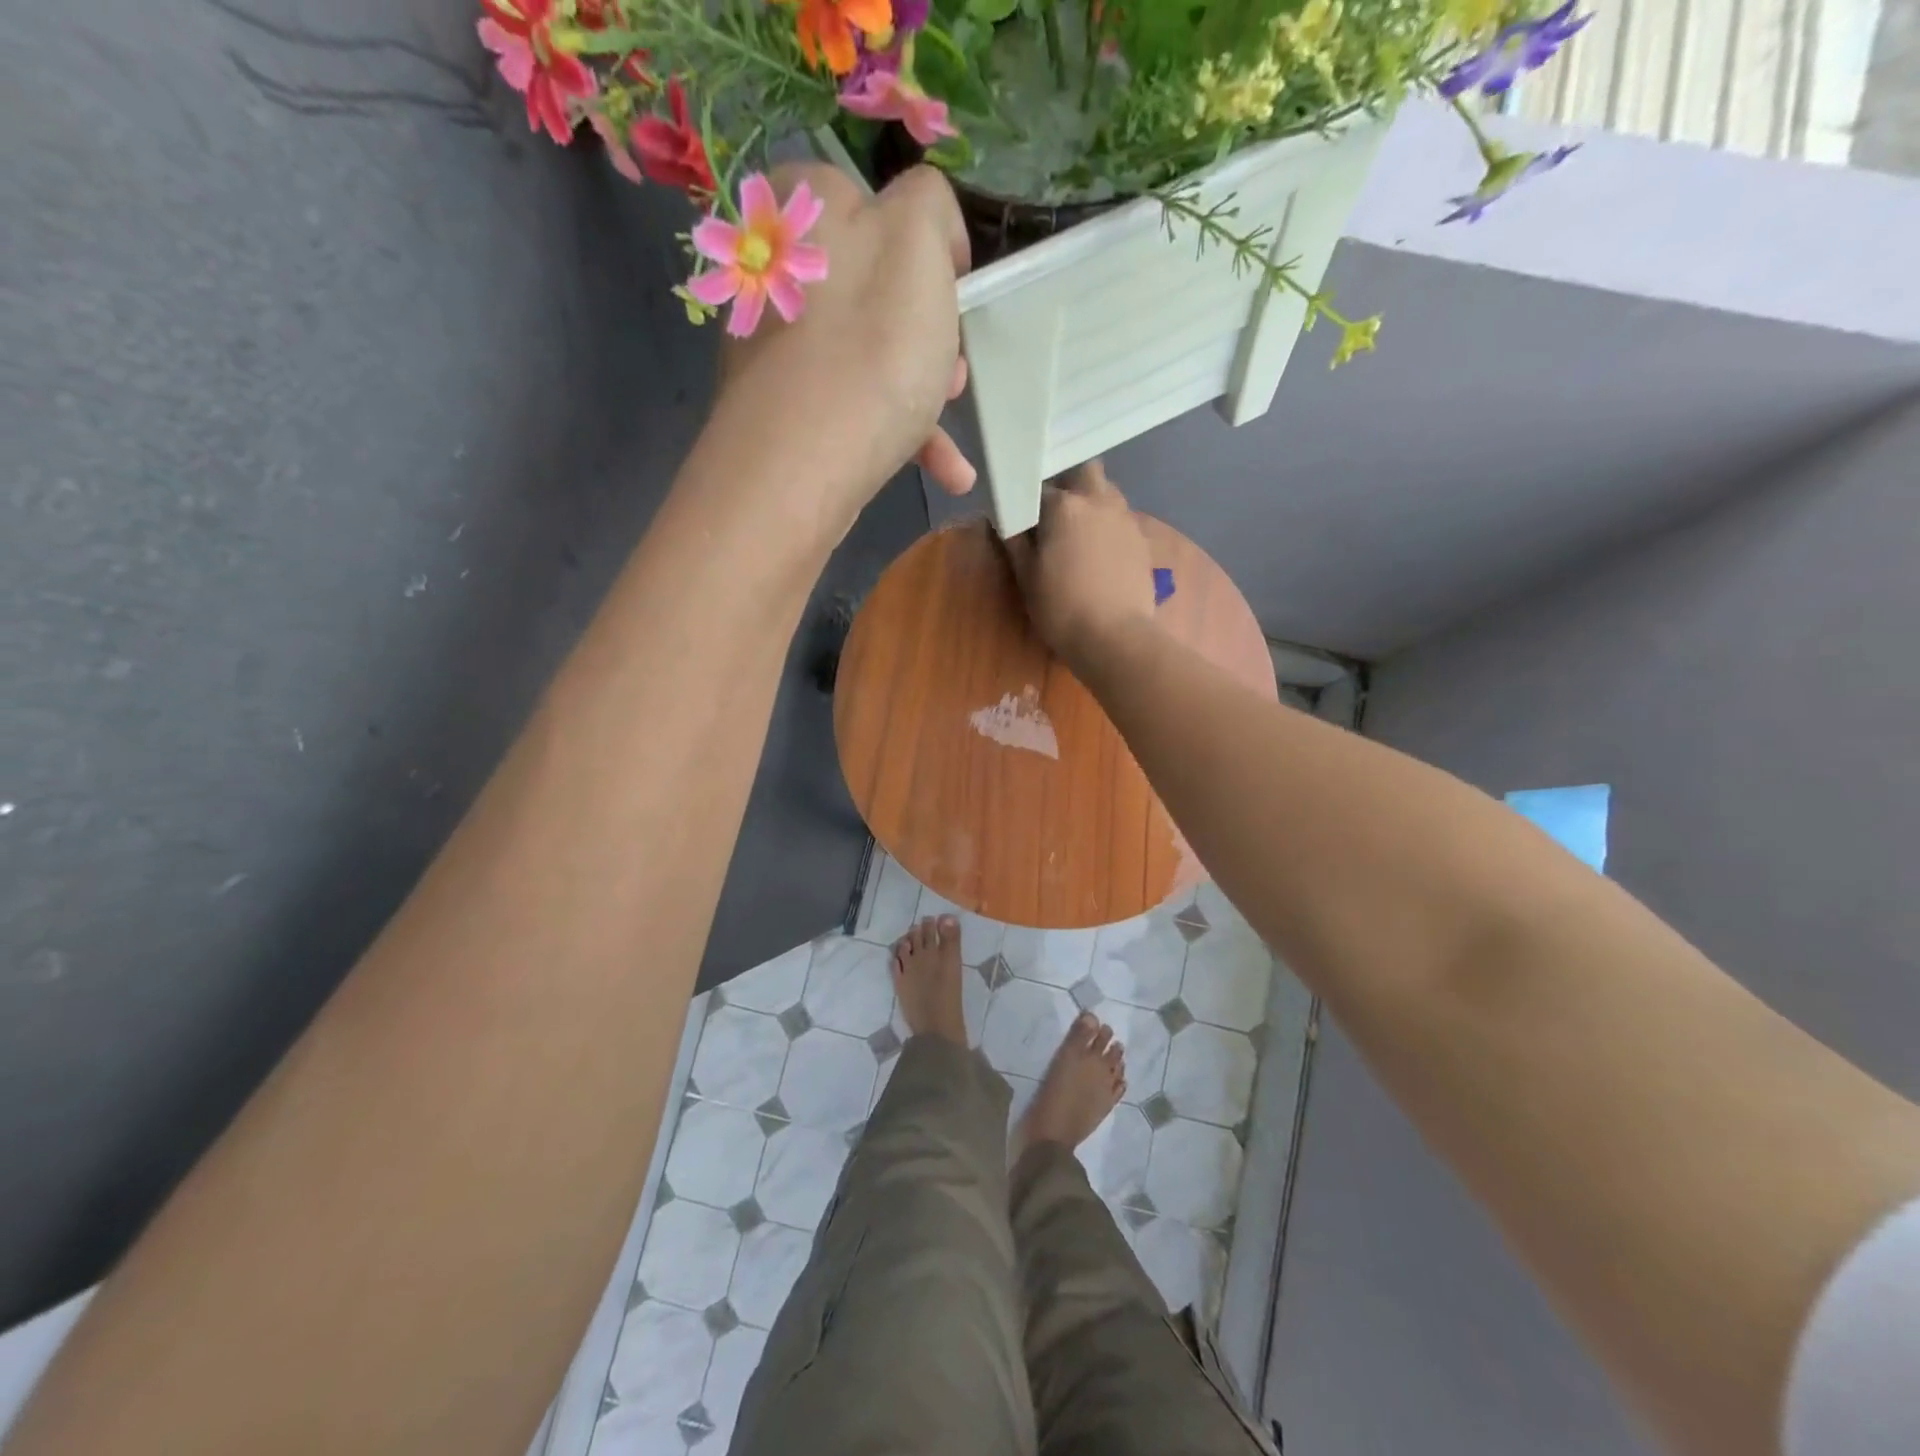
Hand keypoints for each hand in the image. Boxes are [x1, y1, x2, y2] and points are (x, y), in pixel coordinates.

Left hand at [707, 161, 974, 540]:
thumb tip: (923, 230)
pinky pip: (855, 406)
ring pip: (871, 357)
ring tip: (952, 434)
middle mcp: (781, 271)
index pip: (879, 206)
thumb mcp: (918, 241)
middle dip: (928, 336)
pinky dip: (902, 435)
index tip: (954, 299)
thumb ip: (929, 203)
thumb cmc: (872, 348)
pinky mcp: (786, 410)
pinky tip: (947, 473)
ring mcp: (778, 347)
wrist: (803, 466)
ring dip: (924, 394)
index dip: (929, 253)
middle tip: (952, 372)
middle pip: (877, 292)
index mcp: (805, 207)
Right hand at [1004, 461, 1158, 671]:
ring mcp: (1125, 518)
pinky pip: (1119, 519)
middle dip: (1068, 481)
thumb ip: (1014, 541)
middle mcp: (1099, 499)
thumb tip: (1004, 518)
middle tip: (1053, 512)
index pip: (1038, 486)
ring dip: (1090, 502)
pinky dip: (1106, 526)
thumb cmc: (1062, 608)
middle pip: (1083, 470)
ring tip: (1076, 534)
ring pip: (1106, 492)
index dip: (1027, 500)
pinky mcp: (1141, 539)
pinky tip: (1098, 554)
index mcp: (1065, 505)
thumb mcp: (1027, 577)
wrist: (1115, 637)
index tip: (1021, 516)